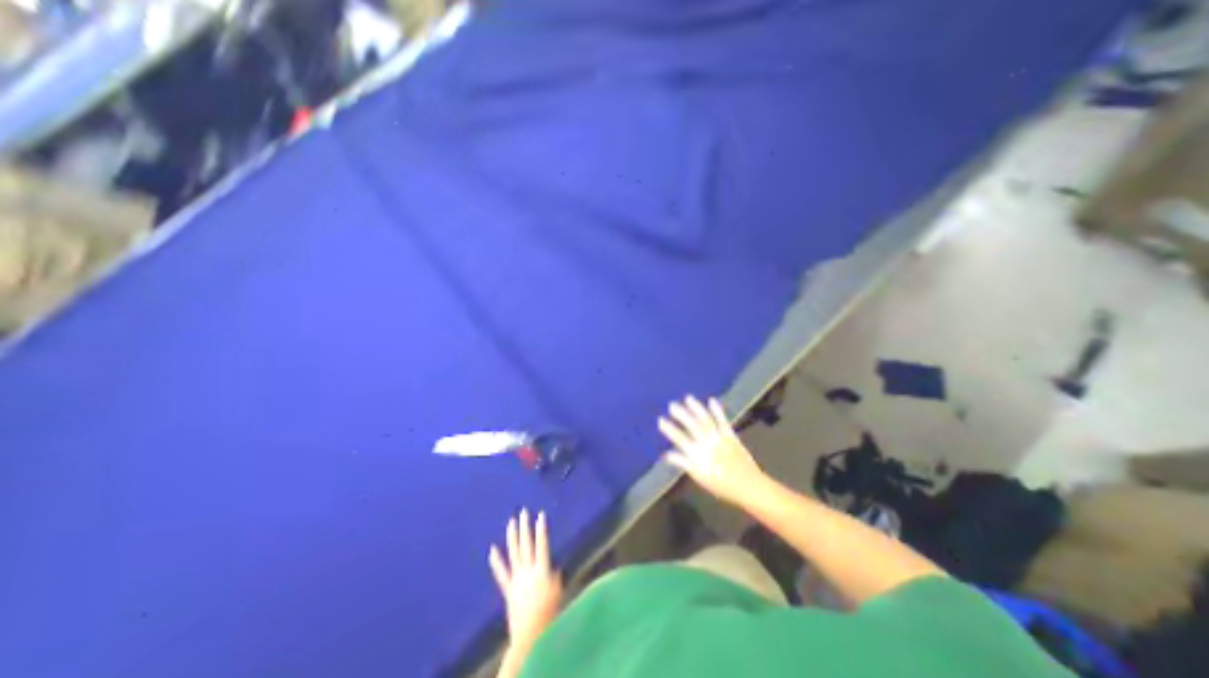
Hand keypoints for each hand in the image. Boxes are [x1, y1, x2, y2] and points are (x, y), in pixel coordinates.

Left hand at [487, 509, 563, 650]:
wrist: (531, 635)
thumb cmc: (550, 612)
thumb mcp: (558, 591)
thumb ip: (555, 577)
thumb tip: (554, 568)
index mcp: (542, 570)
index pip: (542, 545)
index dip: (541, 529)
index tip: (540, 514)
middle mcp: (528, 571)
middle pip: (526, 545)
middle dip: (525, 527)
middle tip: (523, 512)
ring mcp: (517, 579)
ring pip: (514, 553)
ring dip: (512, 537)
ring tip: (511, 522)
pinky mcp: (509, 589)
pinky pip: (502, 573)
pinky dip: (496, 561)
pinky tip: (492, 549)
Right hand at [659, 394, 763, 504]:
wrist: (748, 486)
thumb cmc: (721, 485)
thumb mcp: (699, 477)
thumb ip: (683, 463)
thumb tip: (666, 454)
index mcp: (697, 456)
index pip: (680, 439)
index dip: (670, 430)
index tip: (661, 420)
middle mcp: (707, 444)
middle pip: (692, 426)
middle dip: (681, 415)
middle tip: (671, 405)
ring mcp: (720, 438)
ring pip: (706, 421)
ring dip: (696, 409)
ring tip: (688, 398)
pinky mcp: (731, 435)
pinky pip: (723, 421)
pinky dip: (717, 410)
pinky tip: (711, 400)